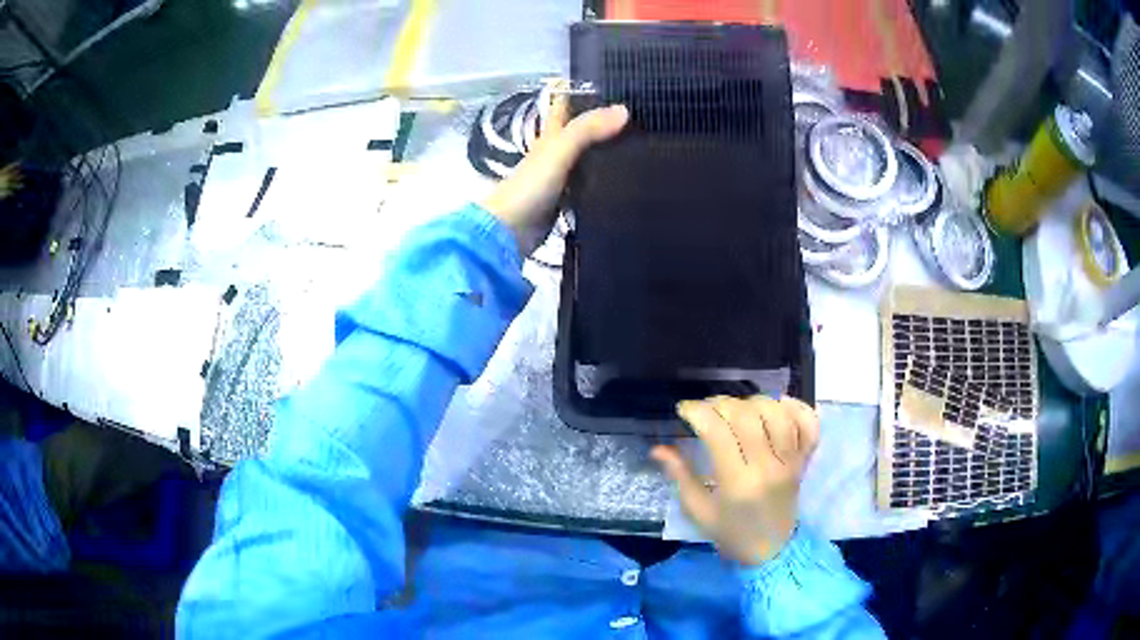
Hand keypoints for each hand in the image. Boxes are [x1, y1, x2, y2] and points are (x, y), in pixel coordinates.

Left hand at [482, 96, 627, 254]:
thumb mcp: (559, 150)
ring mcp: (562, 177)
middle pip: (581, 130)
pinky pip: (592, 184)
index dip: (582, 92)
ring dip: (609, 151)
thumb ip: (587, 130)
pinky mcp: (568, 201)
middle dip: (605, 122)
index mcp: (550, 134)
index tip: (613, 84)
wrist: (511, 231)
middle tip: (641, 118)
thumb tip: (624, 110)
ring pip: (589, 157)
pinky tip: (628, 179)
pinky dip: (606, 180)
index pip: (565, 105)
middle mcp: (556, 151)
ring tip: (644, 145)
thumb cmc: (531, 186)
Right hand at [652, 396, 819, 565]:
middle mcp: (767, 467)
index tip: (684, 409)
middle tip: (707, 409)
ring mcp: (791, 462)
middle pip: (747, 417)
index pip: (718, 432)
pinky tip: (778, 404)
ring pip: (778, 414)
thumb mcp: (698, 510)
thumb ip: (679, 475)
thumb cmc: (730, 532)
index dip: (697, 412)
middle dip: (721, 403)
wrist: (770, 550)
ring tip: (739, 408)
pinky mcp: (804, 460)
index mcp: (737, 483)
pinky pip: (809, 425)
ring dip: (755, 402)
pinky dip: (797, 407)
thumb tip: (657, 448)